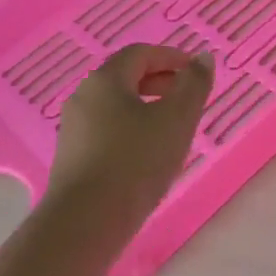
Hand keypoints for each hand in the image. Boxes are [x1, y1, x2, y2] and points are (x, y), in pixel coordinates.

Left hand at [44, 45, 213, 234]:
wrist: (85, 222)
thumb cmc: (136, 161)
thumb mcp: (177, 119)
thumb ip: (194, 84)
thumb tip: (202, 58)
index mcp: (105, 80)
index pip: (140, 53)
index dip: (172, 57)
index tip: (197, 73)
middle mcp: (84, 97)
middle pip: (125, 77)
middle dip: (161, 81)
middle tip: (189, 98)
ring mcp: (74, 129)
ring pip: (117, 105)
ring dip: (148, 107)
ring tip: (175, 129)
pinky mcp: (73, 157)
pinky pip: (108, 129)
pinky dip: (133, 129)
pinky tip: (150, 154)